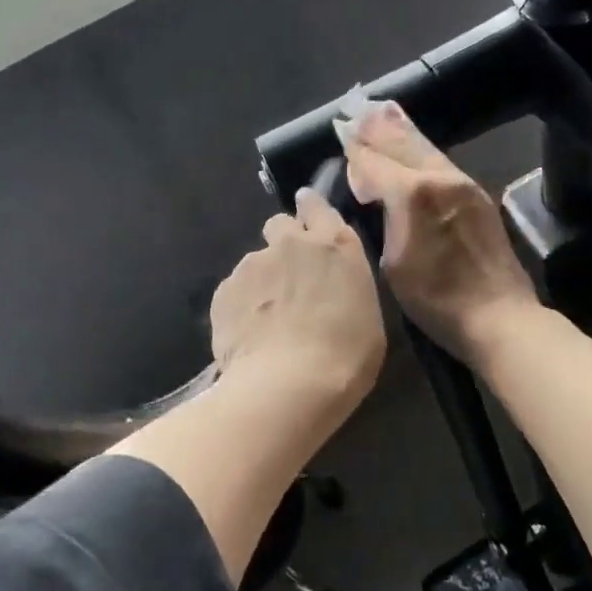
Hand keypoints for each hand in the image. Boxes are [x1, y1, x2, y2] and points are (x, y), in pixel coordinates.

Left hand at [210, 188, 385, 414]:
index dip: (310, 210)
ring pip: (255, 263)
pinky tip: (249, 336)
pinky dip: (240, 308)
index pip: (317, 206)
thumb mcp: (367, 316)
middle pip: (279, 225)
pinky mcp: (224, 290)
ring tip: (267, 322)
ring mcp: (253, 264)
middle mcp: (291, 244)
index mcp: (335, 246)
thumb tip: (328, 288)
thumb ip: (343, 287)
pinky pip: (233, 292)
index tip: (307, 222)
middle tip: (290, 278)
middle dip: (283, 244)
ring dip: (262, 282)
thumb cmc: (346, 356)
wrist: (289, 384)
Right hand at [342, 102, 541, 363]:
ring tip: (384, 114)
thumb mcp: (392, 263)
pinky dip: (422, 151)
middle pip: (402, 145)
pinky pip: (442, 163)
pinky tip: (416, 149)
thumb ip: (382, 218)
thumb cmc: (435, 300)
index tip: (342, 132)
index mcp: (412, 194)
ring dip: (402, 132)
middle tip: (358, 111)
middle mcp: (439, 178)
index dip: (356, 150)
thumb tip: (374, 191)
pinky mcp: (478, 196)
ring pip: (426, 149)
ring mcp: (464, 184)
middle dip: (378, 129)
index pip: (374, 163)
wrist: (499, 316)